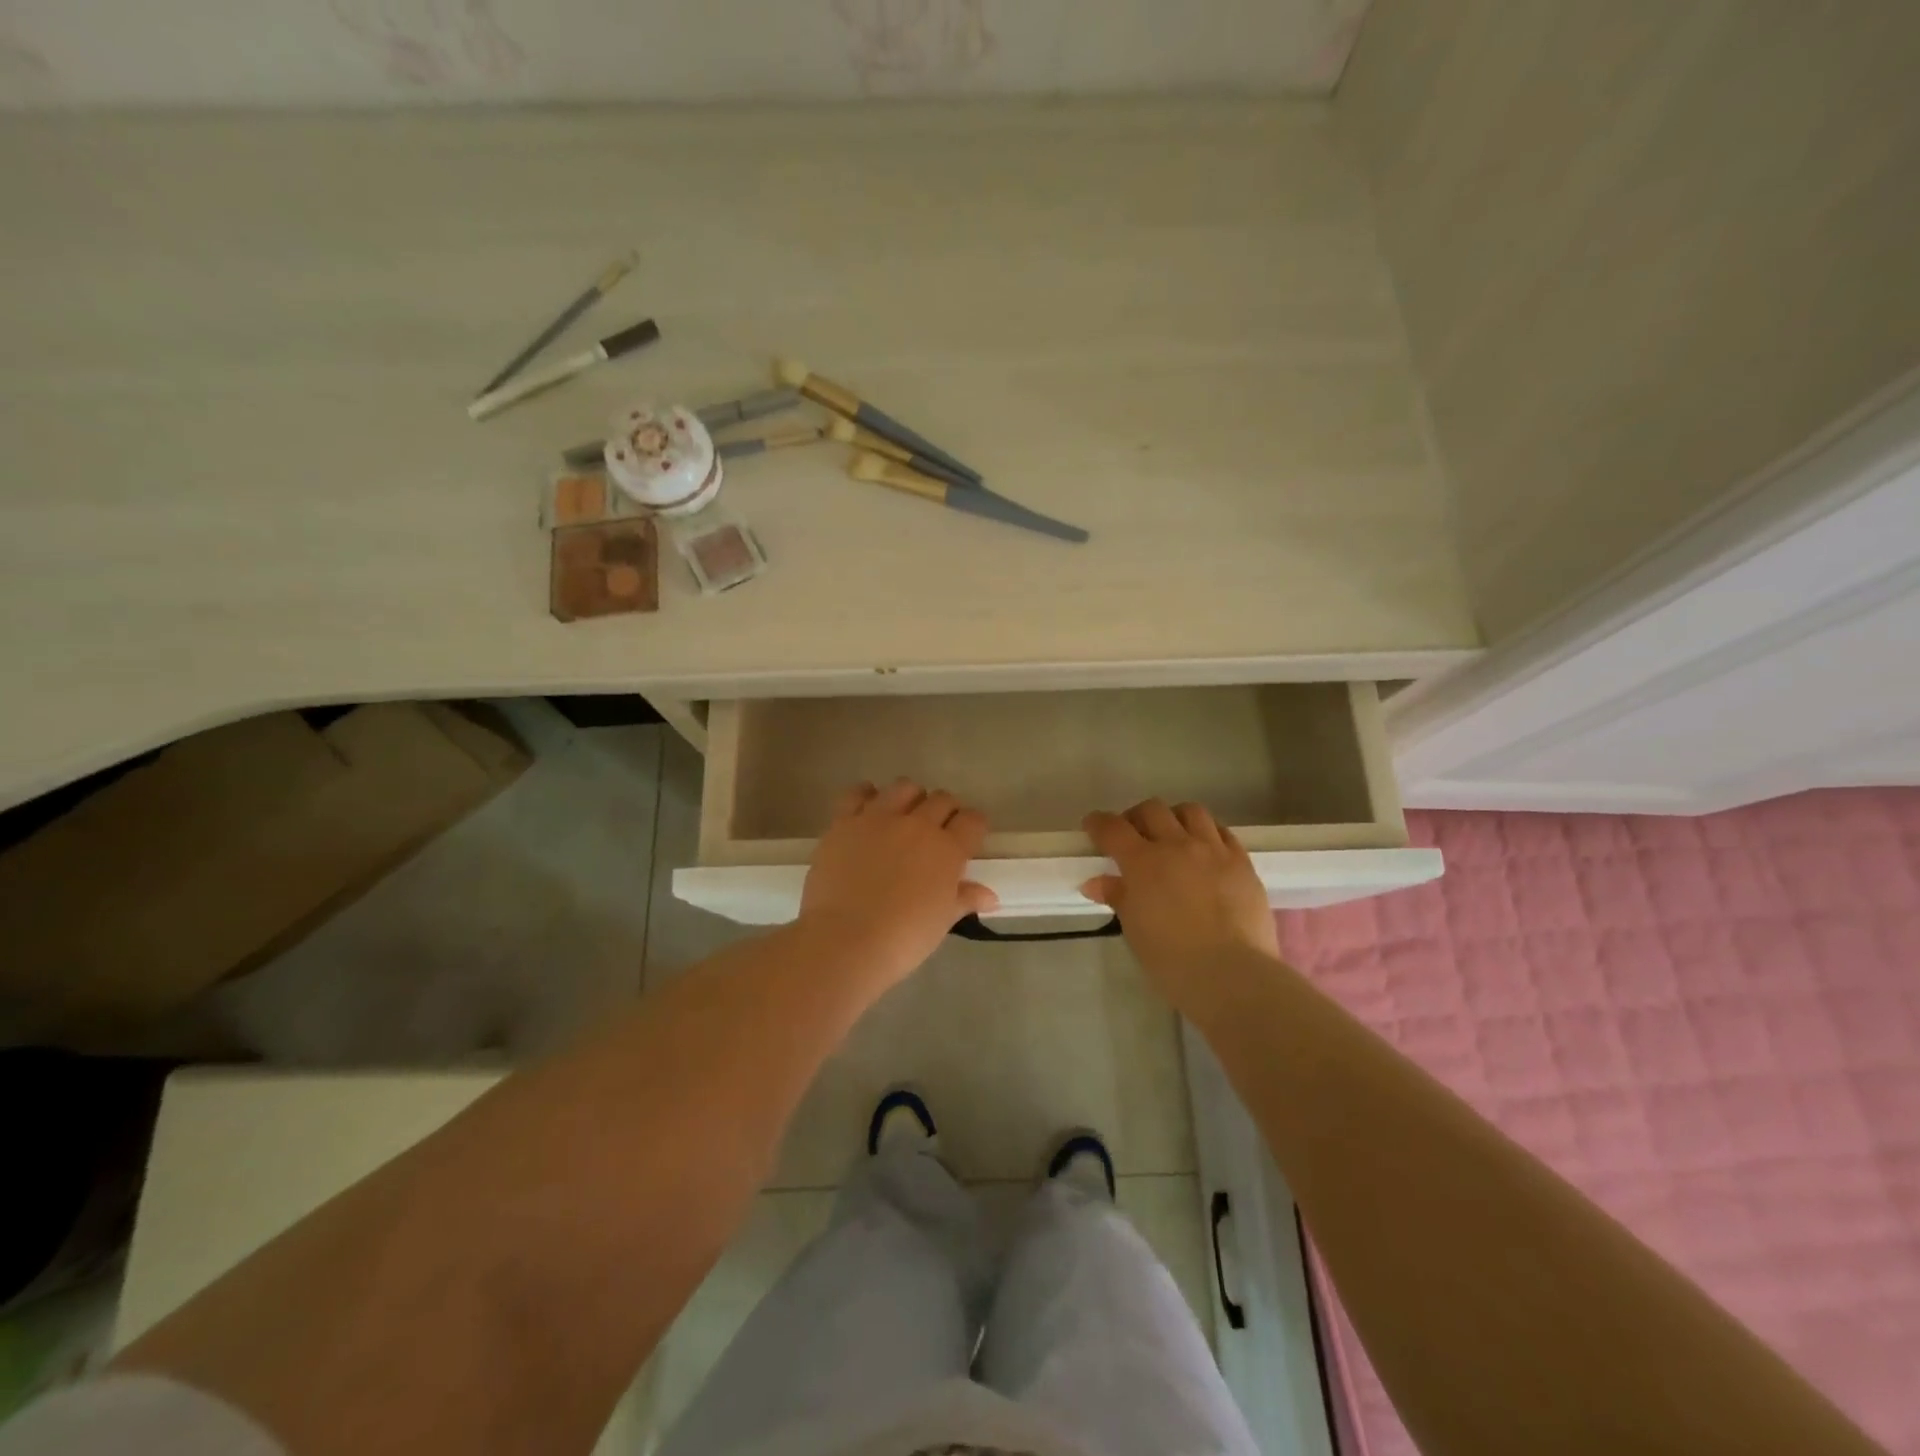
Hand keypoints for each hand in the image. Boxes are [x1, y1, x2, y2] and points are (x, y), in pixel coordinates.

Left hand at [798, 779, 997, 988]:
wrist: (846, 941)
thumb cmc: (903, 938)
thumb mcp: (941, 921)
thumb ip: (965, 899)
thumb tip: (990, 896)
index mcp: (947, 849)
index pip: (973, 821)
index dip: (974, 826)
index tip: (969, 837)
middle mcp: (917, 824)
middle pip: (941, 799)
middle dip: (945, 811)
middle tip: (937, 830)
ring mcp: (878, 818)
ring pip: (904, 787)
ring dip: (910, 797)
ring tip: (904, 816)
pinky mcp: (845, 822)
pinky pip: (857, 793)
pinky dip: (866, 796)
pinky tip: (868, 810)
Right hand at [1083, 800, 1280, 1011]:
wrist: (1232, 974)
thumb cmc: (1172, 960)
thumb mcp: (1135, 930)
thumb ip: (1118, 898)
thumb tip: (1097, 883)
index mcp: (1143, 862)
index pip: (1113, 828)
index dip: (1098, 823)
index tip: (1093, 826)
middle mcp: (1177, 845)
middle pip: (1152, 810)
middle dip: (1136, 817)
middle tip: (1132, 836)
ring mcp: (1213, 850)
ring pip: (1190, 811)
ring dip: (1174, 818)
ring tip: (1172, 836)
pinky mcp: (1242, 862)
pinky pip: (1222, 832)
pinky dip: (1207, 833)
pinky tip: (1205, 850)